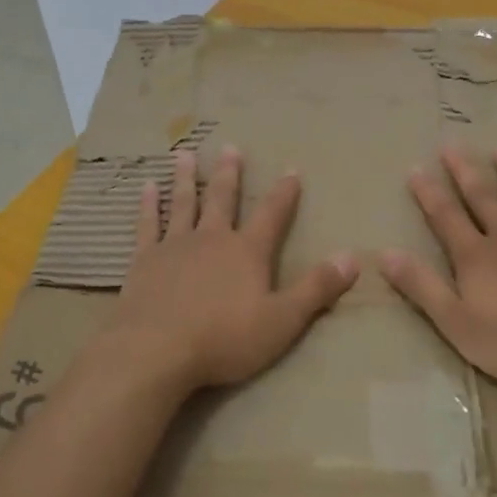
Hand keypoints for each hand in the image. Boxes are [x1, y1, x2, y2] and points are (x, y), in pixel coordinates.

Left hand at [104, 147, 359, 392]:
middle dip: (229, 173)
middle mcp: (212, 238)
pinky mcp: (145, 260)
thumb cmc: (224, 339)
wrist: (156, 350)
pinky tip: (147, 187)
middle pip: (223, 198)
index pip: (272, 215)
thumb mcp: (282, 321)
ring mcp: (175, 246)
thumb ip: (316, 288)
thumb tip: (352, 257)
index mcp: (247, 252)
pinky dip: (149, 205)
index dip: (284, 193)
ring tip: (184, 154)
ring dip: (186, 178)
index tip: (291, 169)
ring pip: (184, 203)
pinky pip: (148, 225)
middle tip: (230, 147)